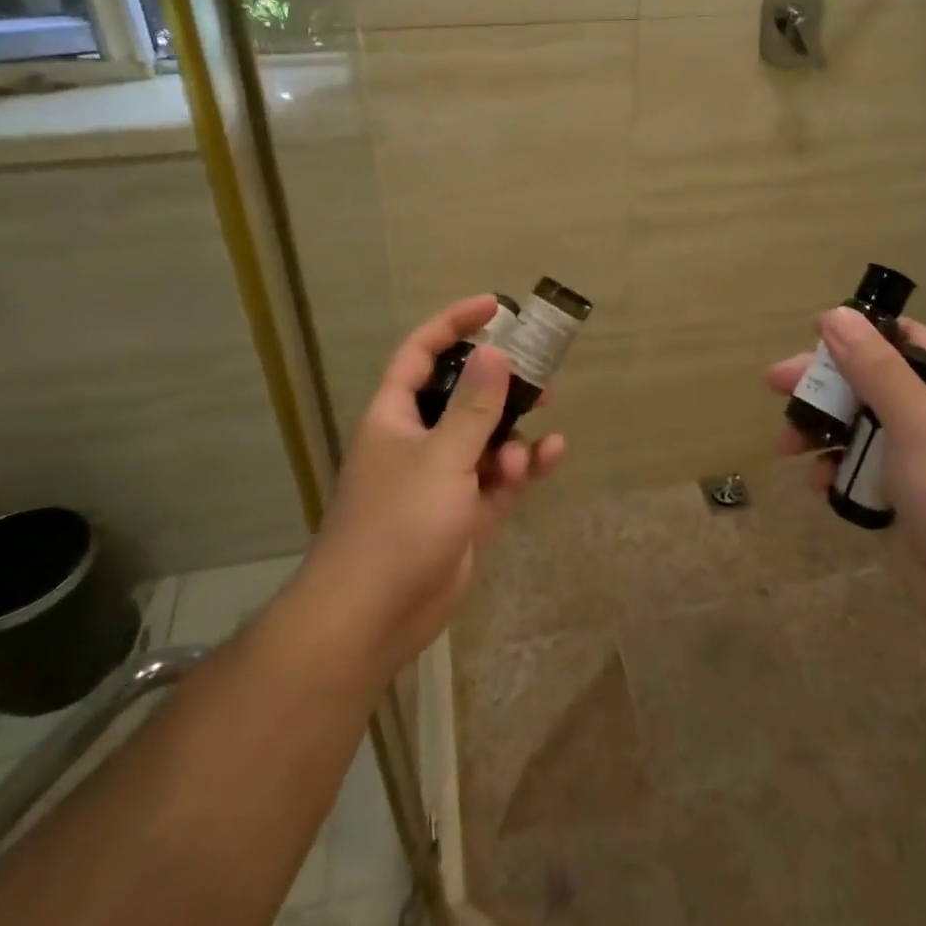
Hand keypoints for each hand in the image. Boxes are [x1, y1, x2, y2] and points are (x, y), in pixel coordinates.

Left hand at [300, 296, 566, 677]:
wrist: (373, 618)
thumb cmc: (398, 525)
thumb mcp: (441, 458)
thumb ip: (473, 406)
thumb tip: (495, 351)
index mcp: (396, 416)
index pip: (423, 353)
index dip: (454, 324)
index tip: (495, 307)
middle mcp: (420, 440)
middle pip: (464, 395)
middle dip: (502, 383)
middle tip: (541, 372)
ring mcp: (444, 479)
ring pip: (488, 438)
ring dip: (515, 435)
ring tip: (537, 440)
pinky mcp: (466, 513)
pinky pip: (500, 478)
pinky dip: (525, 467)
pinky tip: (552, 456)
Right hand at [767, 307, 925, 631]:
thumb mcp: (917, 420)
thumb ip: (875, 367)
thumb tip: (836, 315)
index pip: (903, 339)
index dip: (859, 332)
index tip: (813, 335)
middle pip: (869, 382)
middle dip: (823, 385)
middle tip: (775, 384)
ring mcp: (919, 459)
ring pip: (858, 427)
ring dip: (820, 431)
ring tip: (785, 446)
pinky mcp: (902, 497)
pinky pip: (859, 469)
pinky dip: (835, 470)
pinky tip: (818, 484)